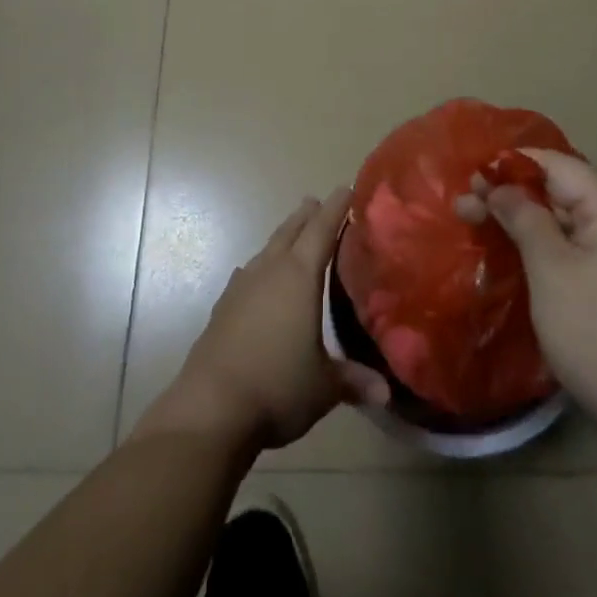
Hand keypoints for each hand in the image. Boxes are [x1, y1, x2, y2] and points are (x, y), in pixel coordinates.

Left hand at [137, 189, 389, 455]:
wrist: (210, 408)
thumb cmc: (277, 387)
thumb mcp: (324, 387)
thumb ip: (354, 381)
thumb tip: (386, 393)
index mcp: (300, 276)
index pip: (322, 230)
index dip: (336, 208)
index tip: (347, 188)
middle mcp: (270, 271)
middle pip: (291, 231)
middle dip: (307, 216)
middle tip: (317, 202)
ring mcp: (241, 286)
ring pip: (267, 249)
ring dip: (283, 238)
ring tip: (293, 234)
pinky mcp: (222, 307)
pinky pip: (247, 274)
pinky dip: (259, 268)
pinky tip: (256, 276)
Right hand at [456, 151, 596, 448]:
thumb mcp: (551, 271)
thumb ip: (523, 218)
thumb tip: (499, 186)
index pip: (556, 164)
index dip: (511, 165)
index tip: (470, 176)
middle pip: (560, 191)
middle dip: (512, 196)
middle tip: (464, 207)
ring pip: (566, 221)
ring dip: (524, 221)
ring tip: (478, 226)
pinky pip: (577, 247)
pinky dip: (544, 245)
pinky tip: (514, 254)